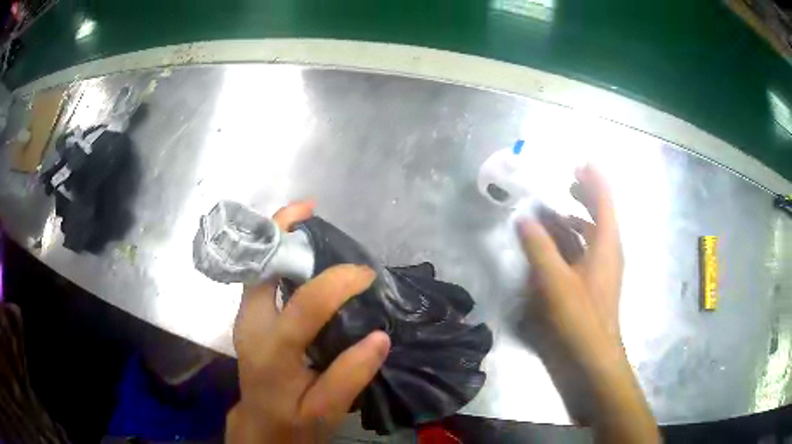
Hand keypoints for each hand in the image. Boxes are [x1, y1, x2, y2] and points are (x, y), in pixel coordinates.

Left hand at [226, 201, 391, 442]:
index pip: (304, 305)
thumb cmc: (293, 420)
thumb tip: (380, 336)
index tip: (366, 274)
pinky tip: (302, 253)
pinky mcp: (248, 317)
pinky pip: (260, 276)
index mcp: (272, 351)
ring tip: (309, 221)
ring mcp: (245, 318)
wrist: (261, 424)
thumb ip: (350, 376)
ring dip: (279, 238)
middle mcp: (251, 325)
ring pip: (257, 266)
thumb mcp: (327, 409)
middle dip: (281, 231)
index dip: (337, 282)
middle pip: (259, 266)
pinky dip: (278, 256)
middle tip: (312, 210)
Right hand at [519, 166, 658, 441]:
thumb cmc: (580, 316)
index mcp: (607, 244)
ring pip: (596, 231)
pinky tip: (561, 242)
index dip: (595, 180)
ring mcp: (606, 267)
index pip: (605, 201)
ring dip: (581, 216)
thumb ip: (539, 248)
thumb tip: (524, 219)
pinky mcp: (598, 281)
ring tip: (561, 207)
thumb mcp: (556, 281)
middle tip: (571, 179)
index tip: (582, 162)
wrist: (594, 354)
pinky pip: (590, 248)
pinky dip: (578, 237)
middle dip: (589, 194)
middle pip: (603, 213)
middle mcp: (611, 251)